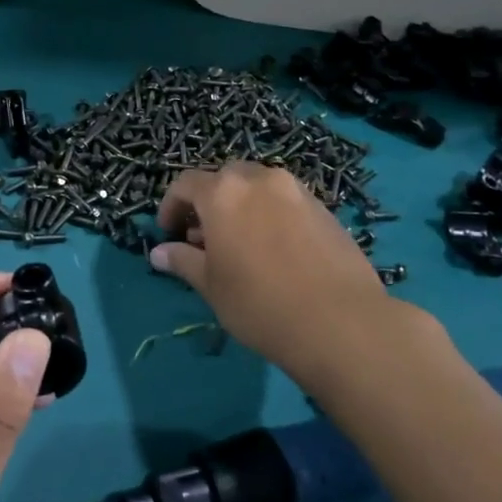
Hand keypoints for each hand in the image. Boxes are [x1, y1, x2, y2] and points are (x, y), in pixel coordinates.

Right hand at [151, 162, 414, 382]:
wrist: (342, 323)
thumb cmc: (260, 304)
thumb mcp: (211, 286)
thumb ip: (183, 261)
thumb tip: (159, 253)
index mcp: (223, 192)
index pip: (185, 184)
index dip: (171, 207)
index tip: (169, 233)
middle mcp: (259, 180)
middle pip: (224, 178)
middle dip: (208, 202)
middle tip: (204, 237)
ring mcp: (296, 191)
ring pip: (258, 187)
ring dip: (241, 205)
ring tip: (240, 244)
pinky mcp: (324, 209)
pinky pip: (285, 201)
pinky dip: (270, 214)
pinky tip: (274, 250)